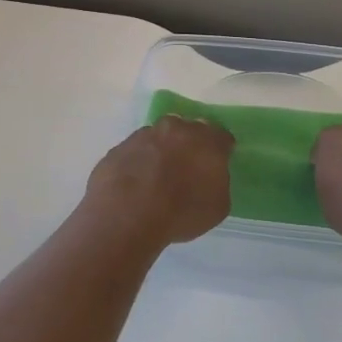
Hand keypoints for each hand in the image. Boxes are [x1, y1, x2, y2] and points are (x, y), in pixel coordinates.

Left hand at [78, 117, 234, 250]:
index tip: (217, 165)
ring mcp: (144, 135)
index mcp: (206, 139)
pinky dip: (138, 162)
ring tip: (157, 178)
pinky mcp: (119, 147)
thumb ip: (218, 182)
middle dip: (189, 144)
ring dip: (161, 151)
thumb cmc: (181, 211)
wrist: (127, 214)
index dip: (221, 150)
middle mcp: (176, 128)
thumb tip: (209, 175)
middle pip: (188, 129)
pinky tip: (136, 184)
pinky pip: (135, 152)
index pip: (221, 137)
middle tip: (186, 168)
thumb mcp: (218, 206)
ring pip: (158, 137)